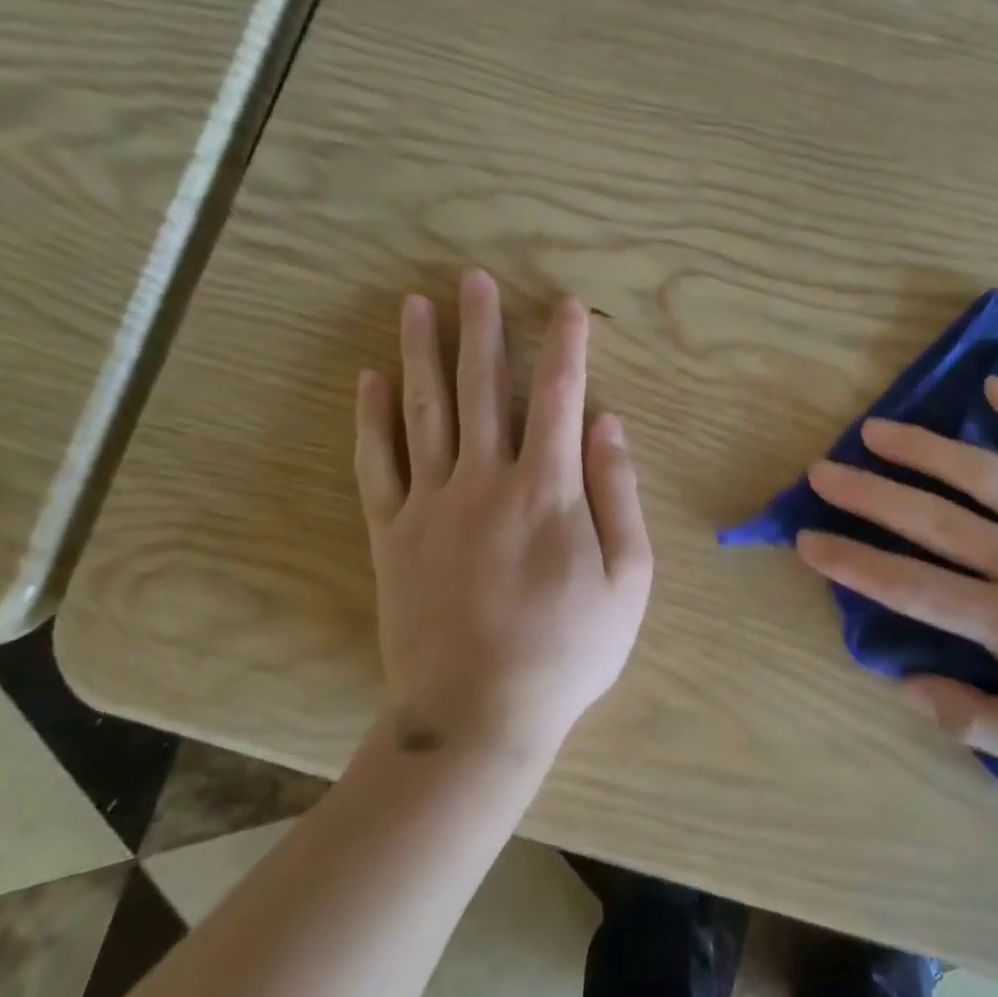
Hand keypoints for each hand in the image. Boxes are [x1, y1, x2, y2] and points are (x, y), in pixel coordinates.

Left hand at [353, 270, 653, 759]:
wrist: (476, 718)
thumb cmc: (567, 650)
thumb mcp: (626, 579)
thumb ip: (618, 494)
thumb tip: (609, 423)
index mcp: (547, 490)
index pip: (559, 396)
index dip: (566, 345)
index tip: (568, 305)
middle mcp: (485, 481)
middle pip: (482, 387)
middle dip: (483, 328)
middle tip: (475, 278)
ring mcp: (431, 504)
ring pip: (425, 411)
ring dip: (422, 352)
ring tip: (419, 304)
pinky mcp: (393, 533)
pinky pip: (377, 464)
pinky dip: (372, 418)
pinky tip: (371, 379)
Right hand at [796, 376, 997, 786]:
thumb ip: (979, 724)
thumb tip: (908, 687)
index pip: (910, 587)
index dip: (853, 561)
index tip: (807, 538)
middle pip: (933, 519)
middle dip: (870, 493)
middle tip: (823, 469)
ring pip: (986, 473)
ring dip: (927, 448)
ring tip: (879, 427)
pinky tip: (995, 385)